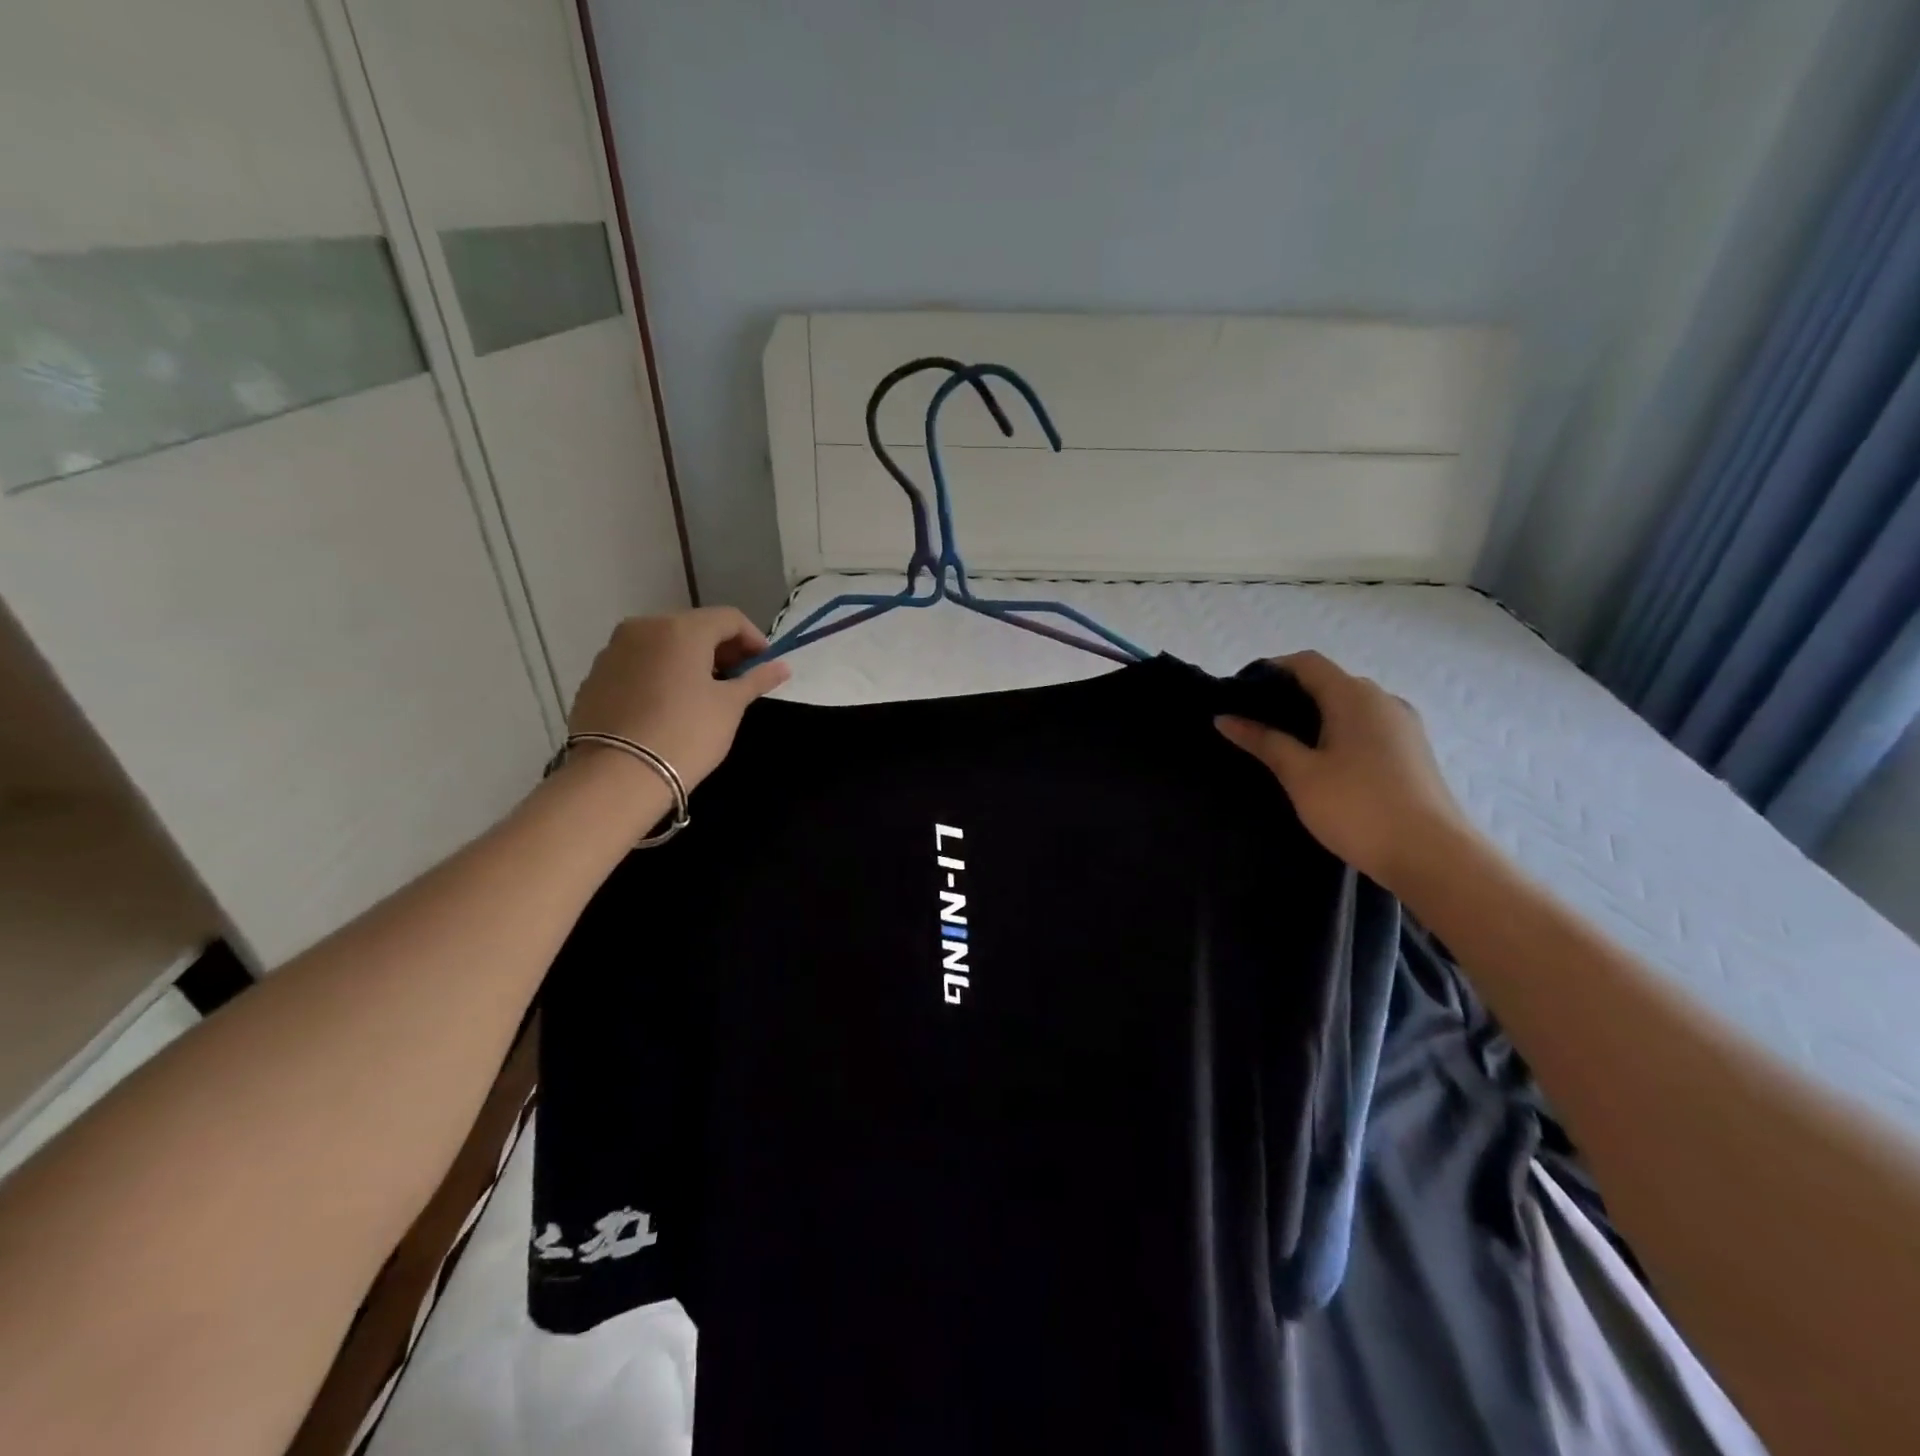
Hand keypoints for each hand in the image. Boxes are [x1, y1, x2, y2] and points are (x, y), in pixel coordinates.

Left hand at [566, 608, 789, 792]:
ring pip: (662, 644)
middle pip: (693, 627)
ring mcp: (612, 651)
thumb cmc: (686, 734)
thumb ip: (756, 680)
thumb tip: (782, 666)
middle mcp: (643, 628)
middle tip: (738, 680)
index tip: (765, 667)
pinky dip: (659, 674)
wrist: (617, 776)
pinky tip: (668, 706)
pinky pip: (637, 665)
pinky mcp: (594, 677)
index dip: (753, 639)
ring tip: (703, 694)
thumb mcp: (730, 707)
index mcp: (681, 629)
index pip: (729, 618)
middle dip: (721, 649)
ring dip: (688, 660)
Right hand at [1215, 650, 1472, 890]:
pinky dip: (1339, 733)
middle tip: (1255, 724)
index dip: (1272, 669)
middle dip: (1291, 695)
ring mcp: (1404, 726)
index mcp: (1354, 696)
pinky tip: (1322, 764)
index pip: (1307, 663)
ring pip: (1350, 707)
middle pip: (1329, 682)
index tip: (1241, 693)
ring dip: (1316, 717)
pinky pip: (1367, 727)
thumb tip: (1225, 718)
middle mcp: (1383, 700)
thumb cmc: (1357, 807)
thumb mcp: (1300, 774)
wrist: (1432, 856)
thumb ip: (1263, 741)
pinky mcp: (1413, 751)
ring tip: (1283, 746)